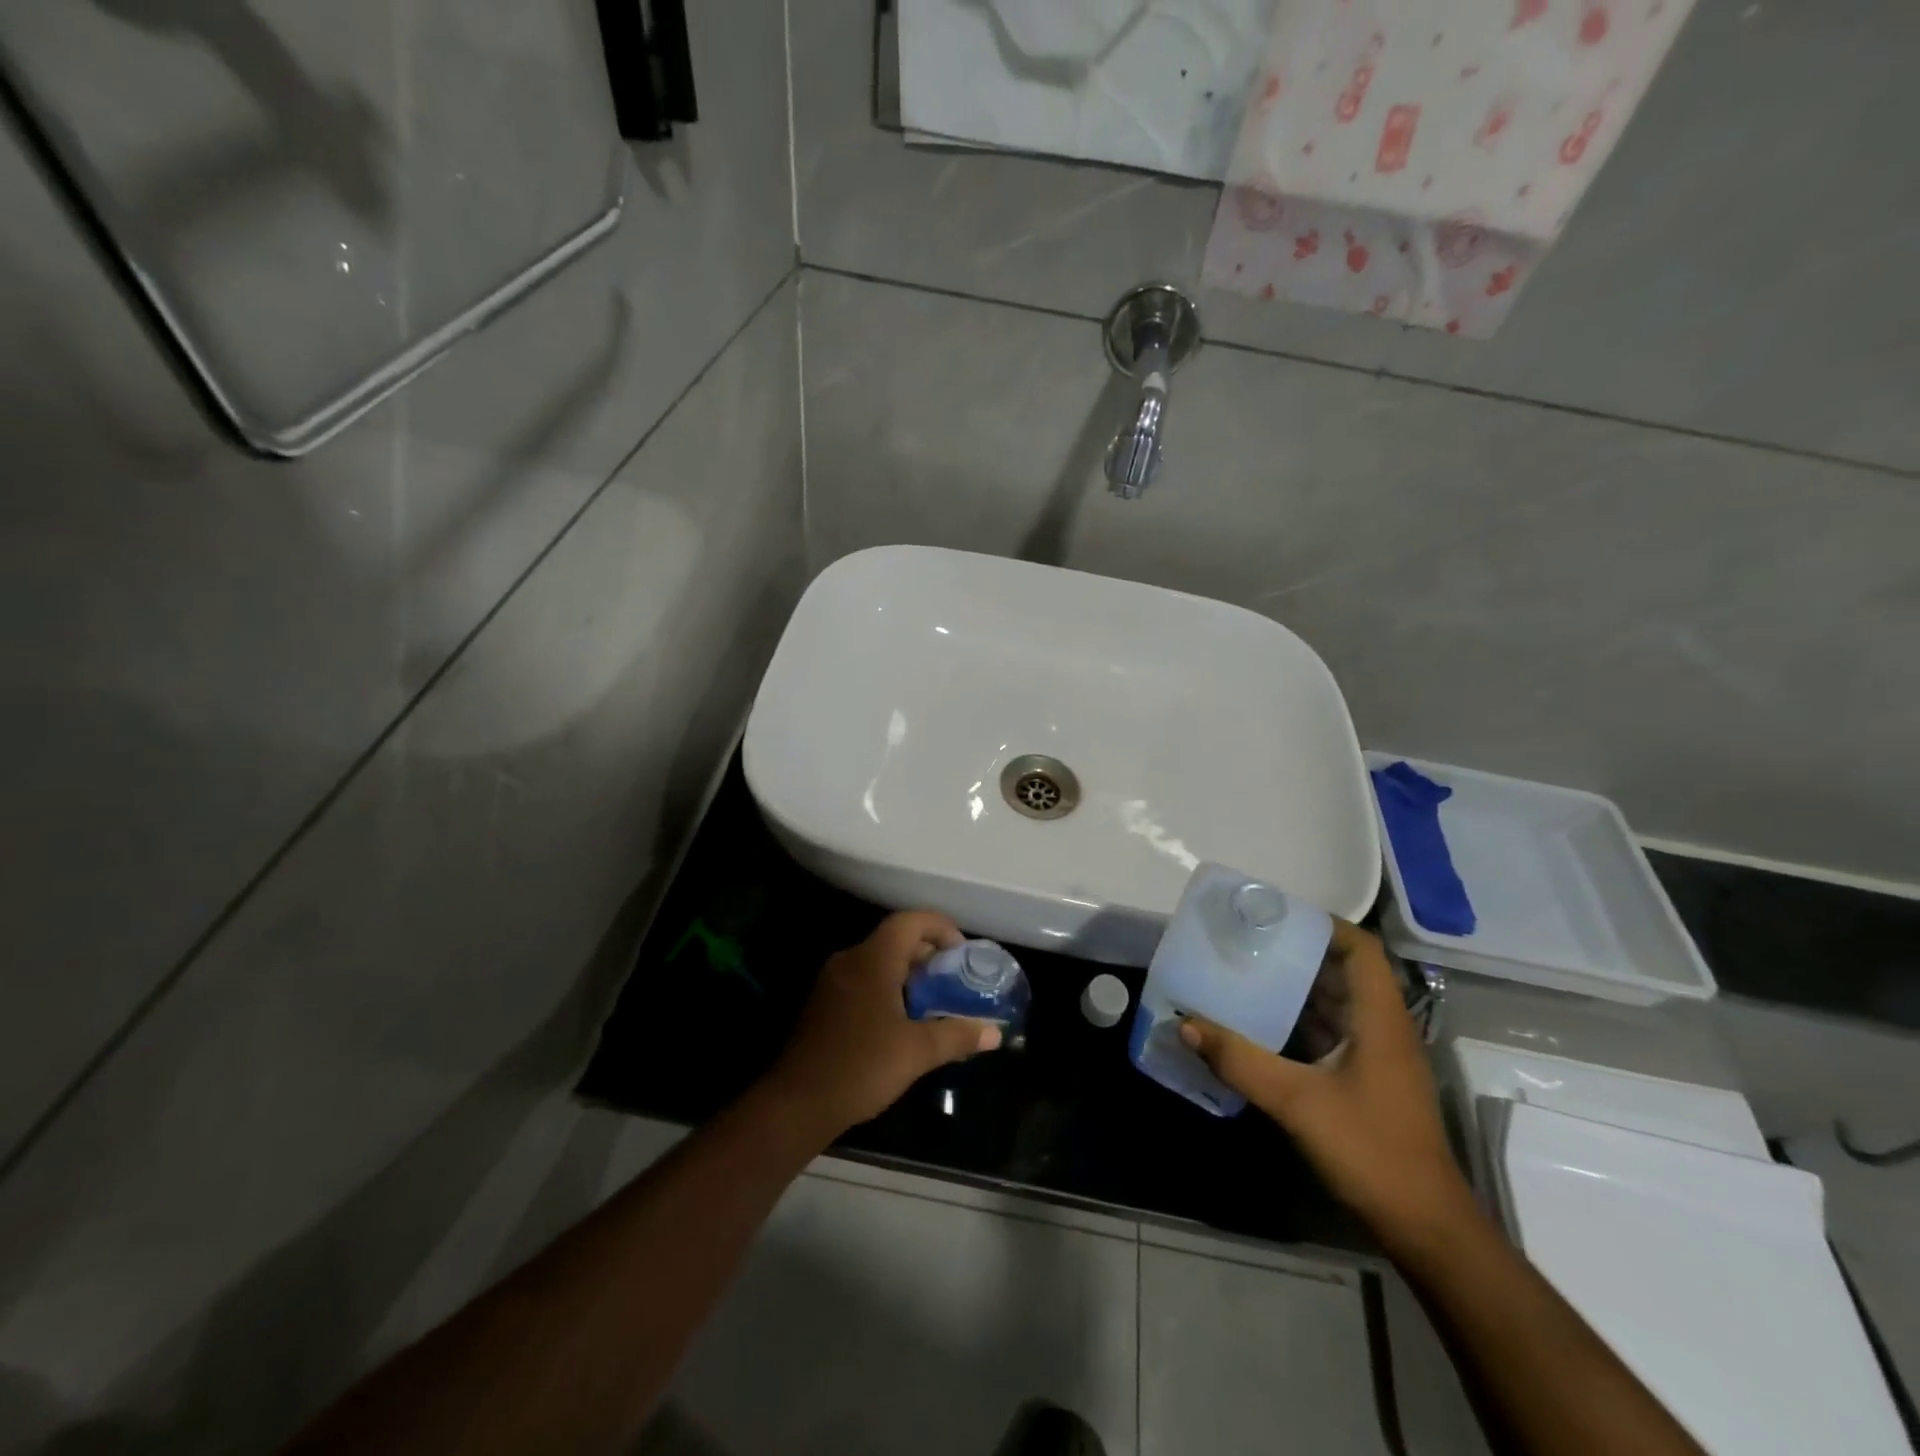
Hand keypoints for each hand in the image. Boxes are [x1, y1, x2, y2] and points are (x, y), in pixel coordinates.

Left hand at [763, 912, 1002, 1136]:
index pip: (909, 921)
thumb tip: (996, 1033)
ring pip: (878, 959)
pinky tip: (902, 1018)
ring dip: (908, 971)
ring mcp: (833, 980)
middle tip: (954, 977)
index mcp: (873, 959)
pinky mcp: (824, 1002)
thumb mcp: (917, 1052)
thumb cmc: (862, 1066)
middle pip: (894, 938)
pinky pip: (863, 978)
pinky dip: (888, 986)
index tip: (962, 950)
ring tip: (934, 998)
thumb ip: (957, 1036)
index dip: (940, 926)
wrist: (798, 1102)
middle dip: (927, 952)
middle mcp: (851, 959)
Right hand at [1179, 921, 1473, 1244]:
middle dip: (1296, 952)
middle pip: (1342, 971)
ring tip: (1244, 972)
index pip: (1360, 949)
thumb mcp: (1297, 1102)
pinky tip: (1259, 1024)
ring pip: (1334, 1003)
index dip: (1323, 924)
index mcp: (1379, 1019)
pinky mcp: (1366, 1081)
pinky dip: (1297, 1021)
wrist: (1425, 1228)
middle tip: (1246, 941)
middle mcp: (1382, 1028)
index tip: (1275, 916)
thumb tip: (1186, 1023)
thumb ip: (1240, 1061)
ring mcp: (1376, 1057)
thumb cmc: (1371, 1151)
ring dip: (1294, 988)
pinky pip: (1329, 1033)